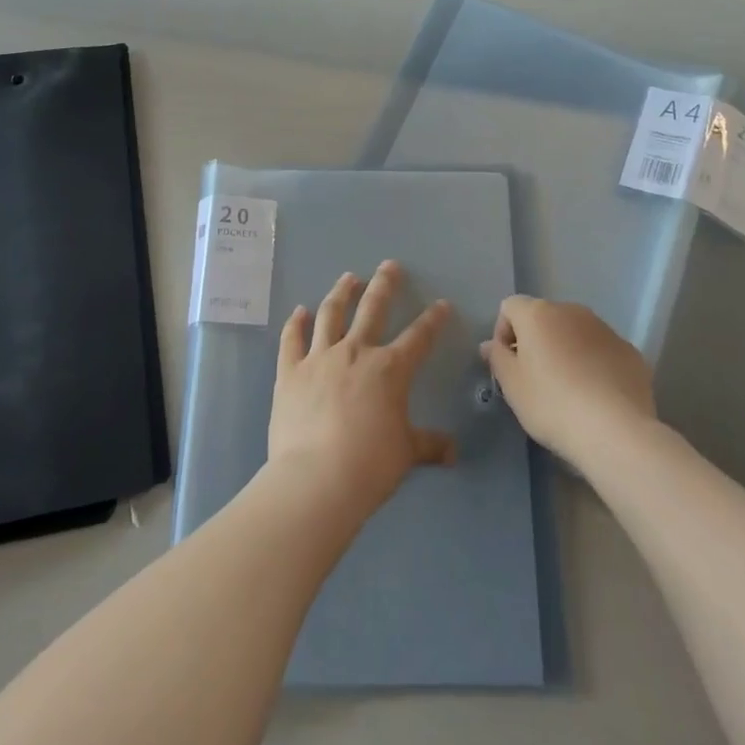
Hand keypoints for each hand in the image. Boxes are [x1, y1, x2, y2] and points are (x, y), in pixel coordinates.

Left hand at [269, 261, 456, 520]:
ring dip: (341, 293)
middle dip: (384, 285)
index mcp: (390, 369)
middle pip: (372, 309)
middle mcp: (355, 352)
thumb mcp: (406, 454)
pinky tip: (298, 311)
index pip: (418, 337)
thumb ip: (429, 446)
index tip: (442, 304)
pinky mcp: (290, 372)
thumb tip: (454, 452)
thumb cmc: (369, 465)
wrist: (316, 478)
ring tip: (348, 278)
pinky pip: (292, 340)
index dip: (433, 320)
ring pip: (331, 314)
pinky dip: (295, 323)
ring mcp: (319, 358)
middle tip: (389, 265)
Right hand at [480, 296, 655, 466]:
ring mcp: (605, 329)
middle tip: (535, 379)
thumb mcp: (512, 385)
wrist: (615, 430)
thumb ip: (498, 358)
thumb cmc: (552, 404)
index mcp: (538, 313)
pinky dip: (593, 364)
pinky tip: (596, 396)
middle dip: (536, 341)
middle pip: (544, 318)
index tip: (507, 364)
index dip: (503, 333)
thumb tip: (491, 345)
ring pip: (575, 333)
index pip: (510, 307)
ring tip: (568, 390)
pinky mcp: (629, 351)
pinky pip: (601, 350)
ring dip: (566, 351)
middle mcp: (572, 311)